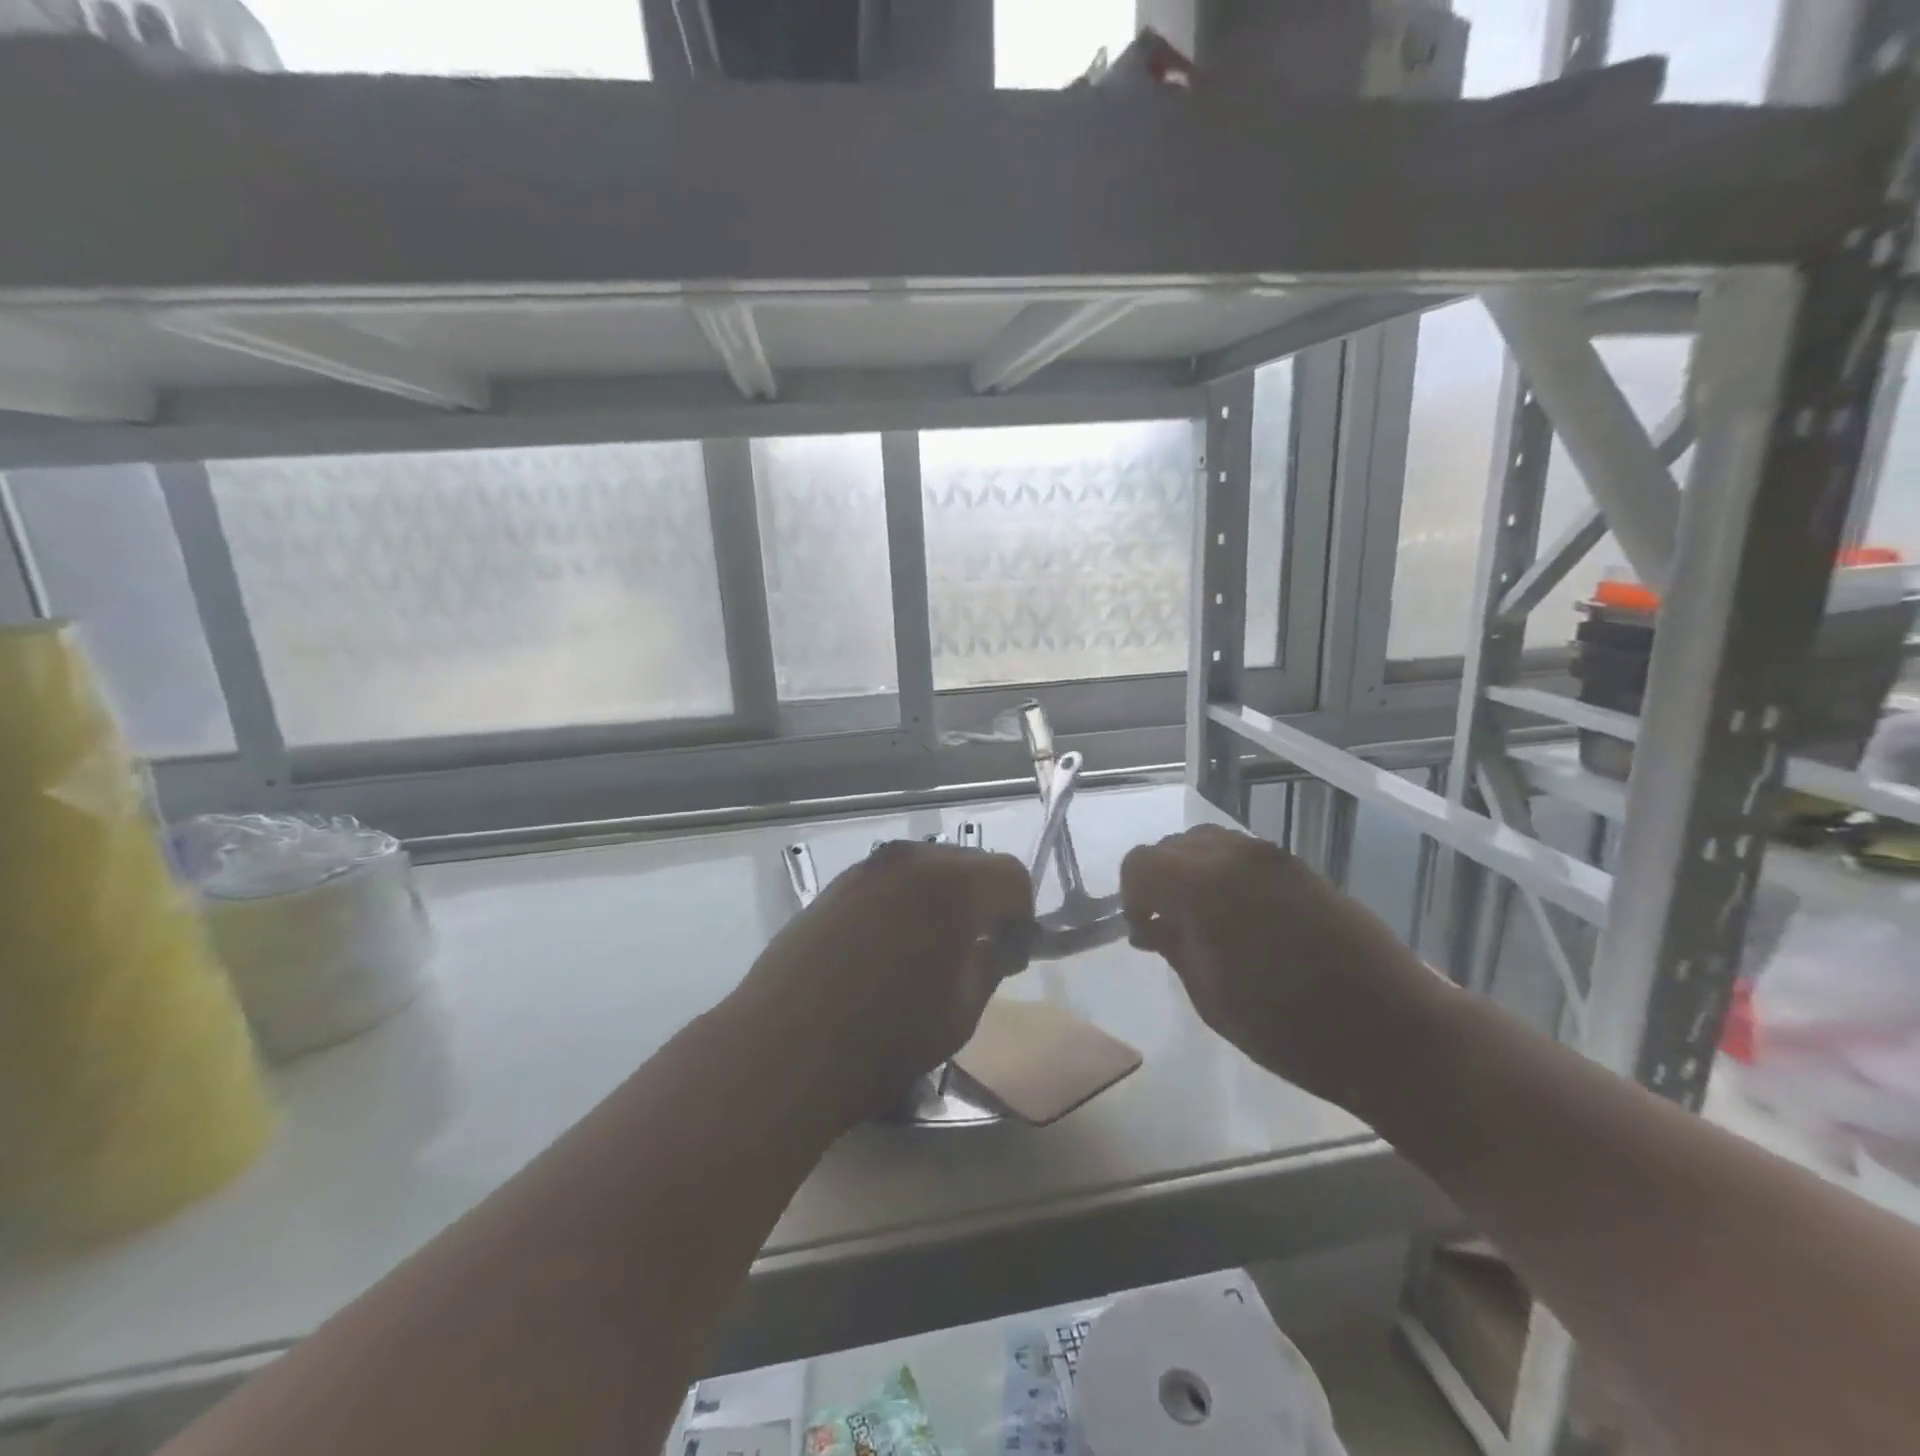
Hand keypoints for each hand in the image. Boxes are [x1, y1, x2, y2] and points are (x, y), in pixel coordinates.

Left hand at [735, 840, 1034, 1124]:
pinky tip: (886, 951)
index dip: (1021, 914)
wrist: (781, 1050)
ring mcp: (866, 869)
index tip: (1010, 954)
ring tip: (927, 952)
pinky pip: (888, 883)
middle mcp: (910, 860)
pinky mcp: (833, 887)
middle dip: (983, 901)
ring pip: (925, 870)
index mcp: (952, 884)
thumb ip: (989, 965)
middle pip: (968, 864)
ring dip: (941, 901)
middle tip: (974, 952)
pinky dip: (903, 904)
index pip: (1011, 875)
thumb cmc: (884, 1038)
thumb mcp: (960, 1012)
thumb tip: (996, 944)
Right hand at [1119, 825, 1435, 1108]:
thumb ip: (1174, 947)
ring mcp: (1273, 858)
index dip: (1131, 895)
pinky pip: (1243, 856)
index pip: (1141, 863)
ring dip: (1192, 874)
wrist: (1394, 1032)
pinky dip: (1226, 875)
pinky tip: (1243, 919)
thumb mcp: (1211, 998)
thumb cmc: (1291, 1029)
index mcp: (1203, 886)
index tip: (1143, 931)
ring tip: (1206, 923)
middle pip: (1173, 846)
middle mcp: (1235, 856)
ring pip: (1209, 843)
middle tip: (1170, 928)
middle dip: (1159, 880)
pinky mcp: (1302, 867)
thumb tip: (1150, 924)